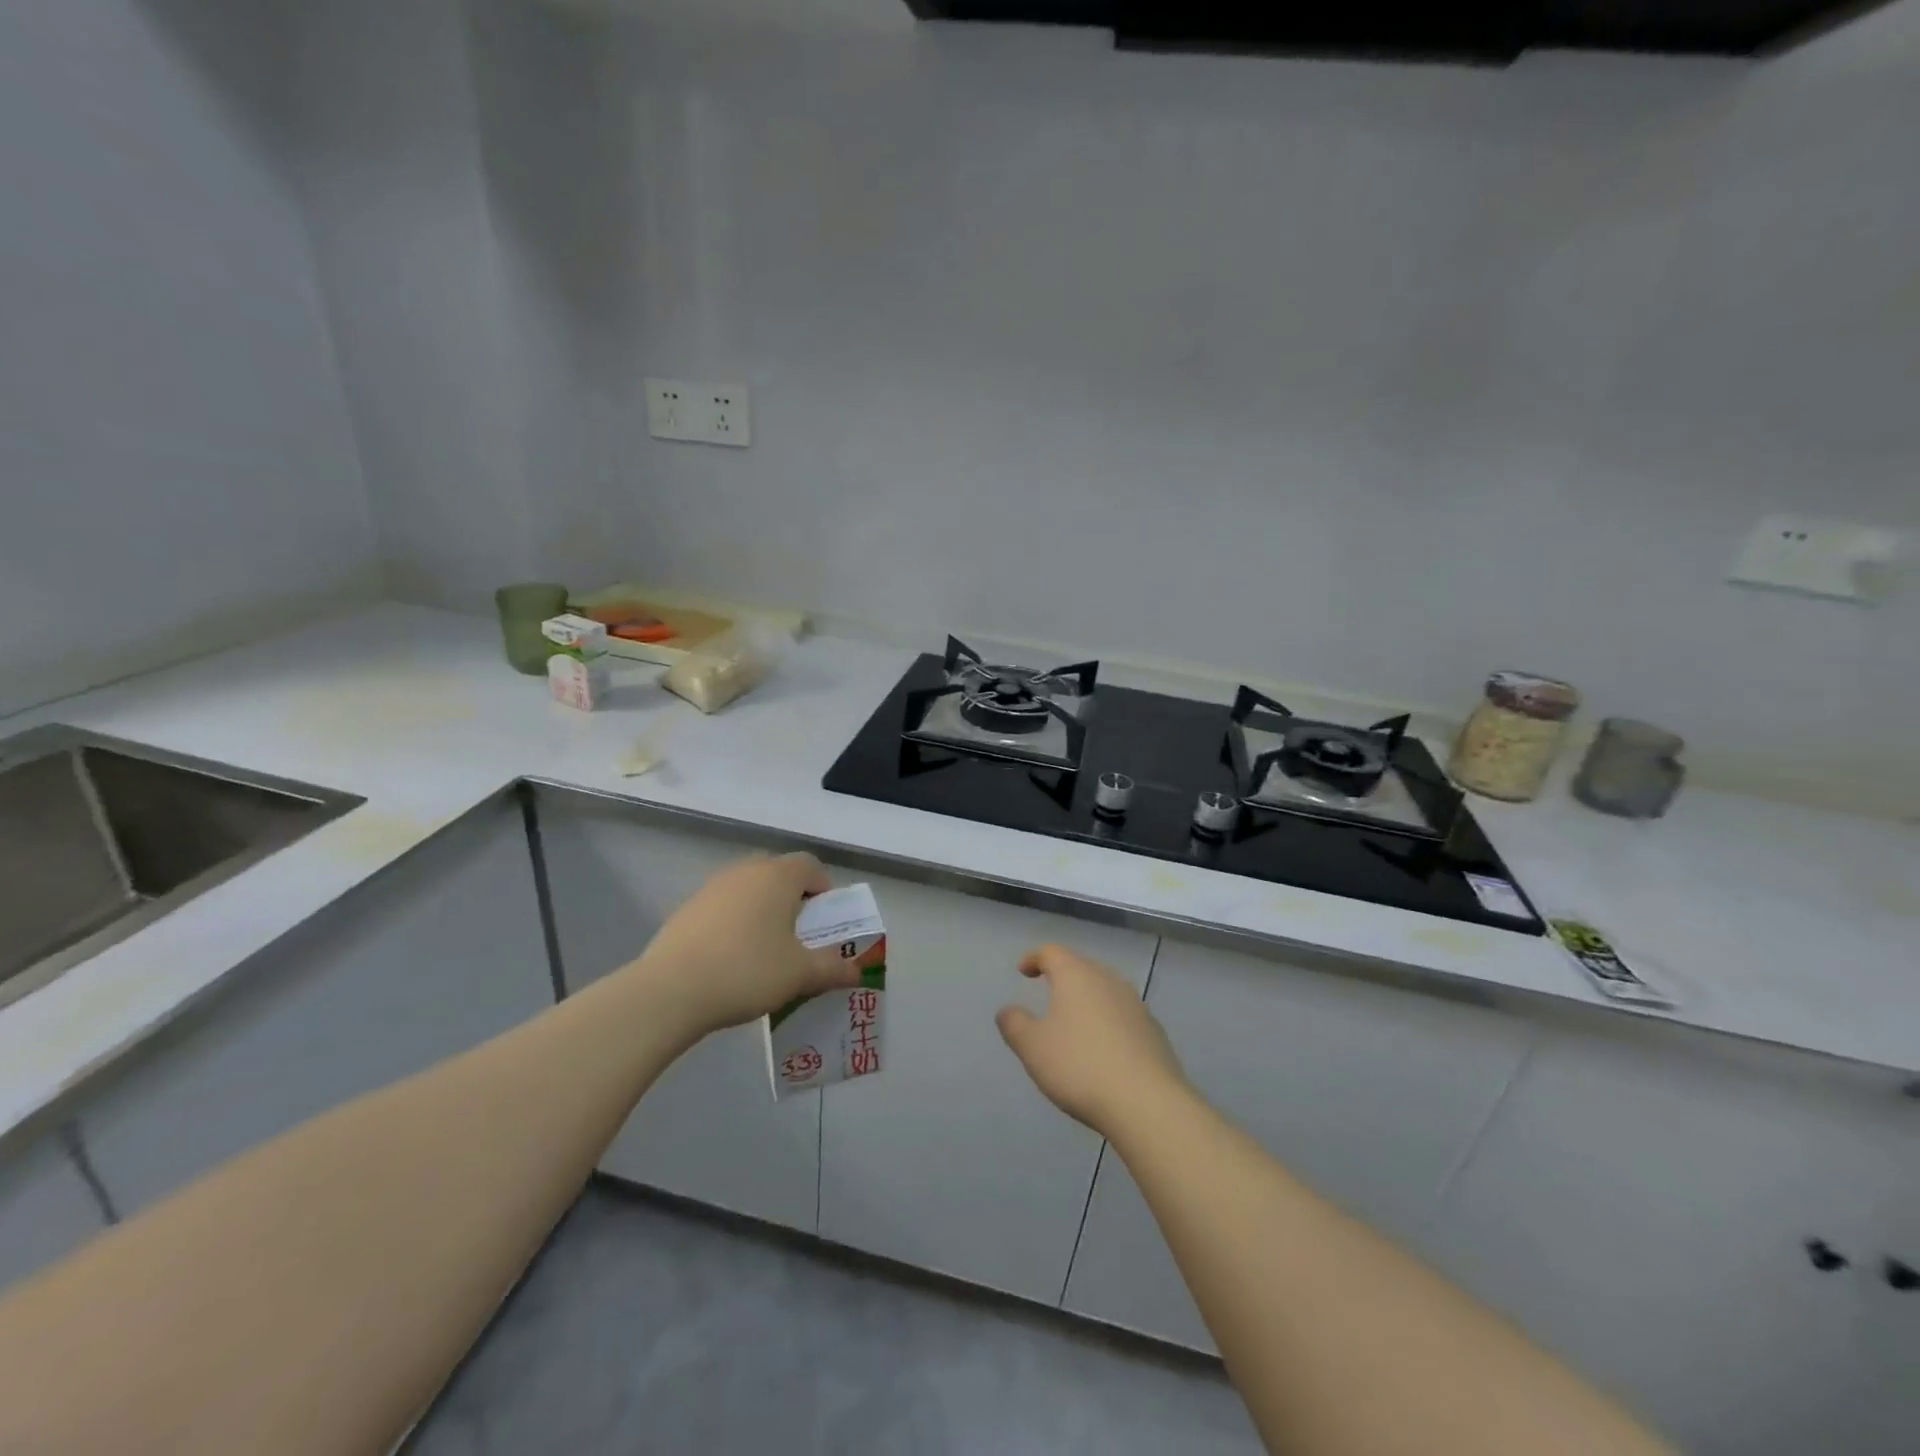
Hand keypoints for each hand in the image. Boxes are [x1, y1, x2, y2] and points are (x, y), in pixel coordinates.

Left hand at [633, 853, 861, 1036]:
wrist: (670, 990)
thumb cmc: (748, 971)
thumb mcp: (800, 974)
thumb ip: (833, 969)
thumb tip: (857, 972)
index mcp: (778, 876)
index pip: (811, 866)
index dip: (824, 890)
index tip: (824, 923)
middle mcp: (746, 870)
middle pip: (779, 874)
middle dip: (793, 900)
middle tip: (798, 937)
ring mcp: (712, 887)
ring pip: (749, 890)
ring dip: (762, 911)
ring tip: (764, 951)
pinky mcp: (686, 908)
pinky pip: (723, 907)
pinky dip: (734, 923)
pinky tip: (730, 959)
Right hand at [996, 944, 1189, 1136]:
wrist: (1147, 1102)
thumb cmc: (1080, 1066)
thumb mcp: (1033, 1047)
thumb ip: (1014, 1024)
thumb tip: (1007, 1010)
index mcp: (1076, 975)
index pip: (1052, 952)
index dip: (1034, 957)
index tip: (1023, 971)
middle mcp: (1108, 980)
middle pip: (1081, 966)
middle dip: (1063, 976)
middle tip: (1048, 992)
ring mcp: (1136, 1004)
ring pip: (1105, 990)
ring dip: (1087, 999)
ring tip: (1074, 1021)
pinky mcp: (1154, 1030)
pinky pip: (1123, 1015)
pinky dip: (1108, 1021)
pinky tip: (1103, 1047)